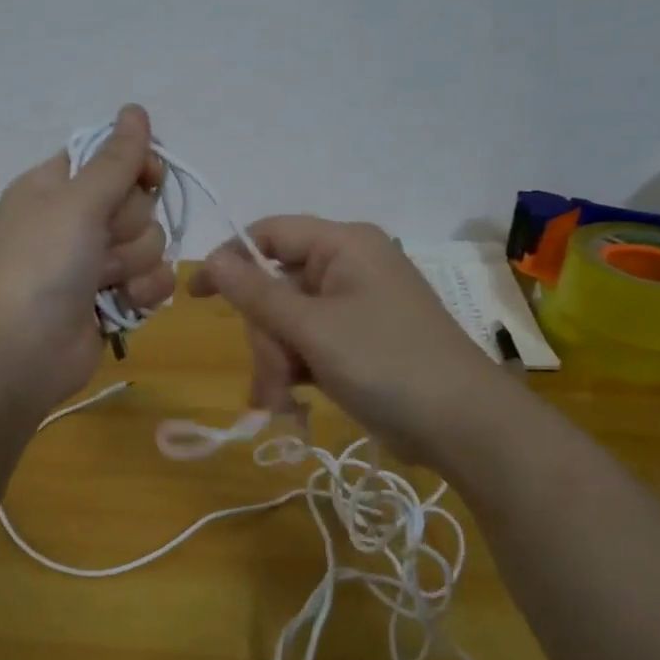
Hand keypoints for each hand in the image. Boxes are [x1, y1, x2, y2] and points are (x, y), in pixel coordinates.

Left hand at [0, 105, 173, 413]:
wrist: (20, 353)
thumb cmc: (40, 266)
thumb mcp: (75, 203)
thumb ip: (115, 159)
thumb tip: (135, 109)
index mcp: (54, 187)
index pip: (110, 156)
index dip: (134, 164)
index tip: (148, 176)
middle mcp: (75, 220)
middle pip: (138, 201)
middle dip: (129, 226)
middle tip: (99, 244)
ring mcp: (94, 262)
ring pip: (151, 243)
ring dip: (133, 263)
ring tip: (103, 283)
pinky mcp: (112, 299)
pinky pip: (152, 279)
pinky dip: (143, 292)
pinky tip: (123, 305)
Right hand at [187, 217, 497, 458]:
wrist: (462, 425)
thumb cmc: (386, 362)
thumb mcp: (312, 328)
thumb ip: (256, 293)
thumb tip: (212, 257)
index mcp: (344, 245)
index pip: (270, 233)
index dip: (230, 259)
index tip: (196, 296)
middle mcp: (349, 267)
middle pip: (276, 287)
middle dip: (265, 336)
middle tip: (269, 378)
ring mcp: (355, 307)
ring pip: (288, 322)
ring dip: (276, 362)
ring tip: (279, 402)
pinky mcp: (359, 342)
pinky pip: (309, 344)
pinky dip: (296, 372)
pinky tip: (291, 404)